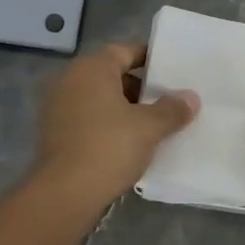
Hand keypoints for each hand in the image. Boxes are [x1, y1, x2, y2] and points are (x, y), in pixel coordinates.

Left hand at [31, 43, 198, 210]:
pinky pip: (88, 119)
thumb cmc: (108, 148)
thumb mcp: (148, 127)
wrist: (64, 194)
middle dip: (140, 88)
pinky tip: (128, 144)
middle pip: (112, 75)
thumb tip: (191, 98)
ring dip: (124, 109)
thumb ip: (172, 109)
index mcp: (91, 69)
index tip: (172, 73)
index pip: (125, 51)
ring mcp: (58, 107)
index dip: (150, 59)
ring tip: (153, 125)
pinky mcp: (54, 133)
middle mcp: (70, 80)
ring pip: (99, 99)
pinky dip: (107, 125)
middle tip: (168, 101)